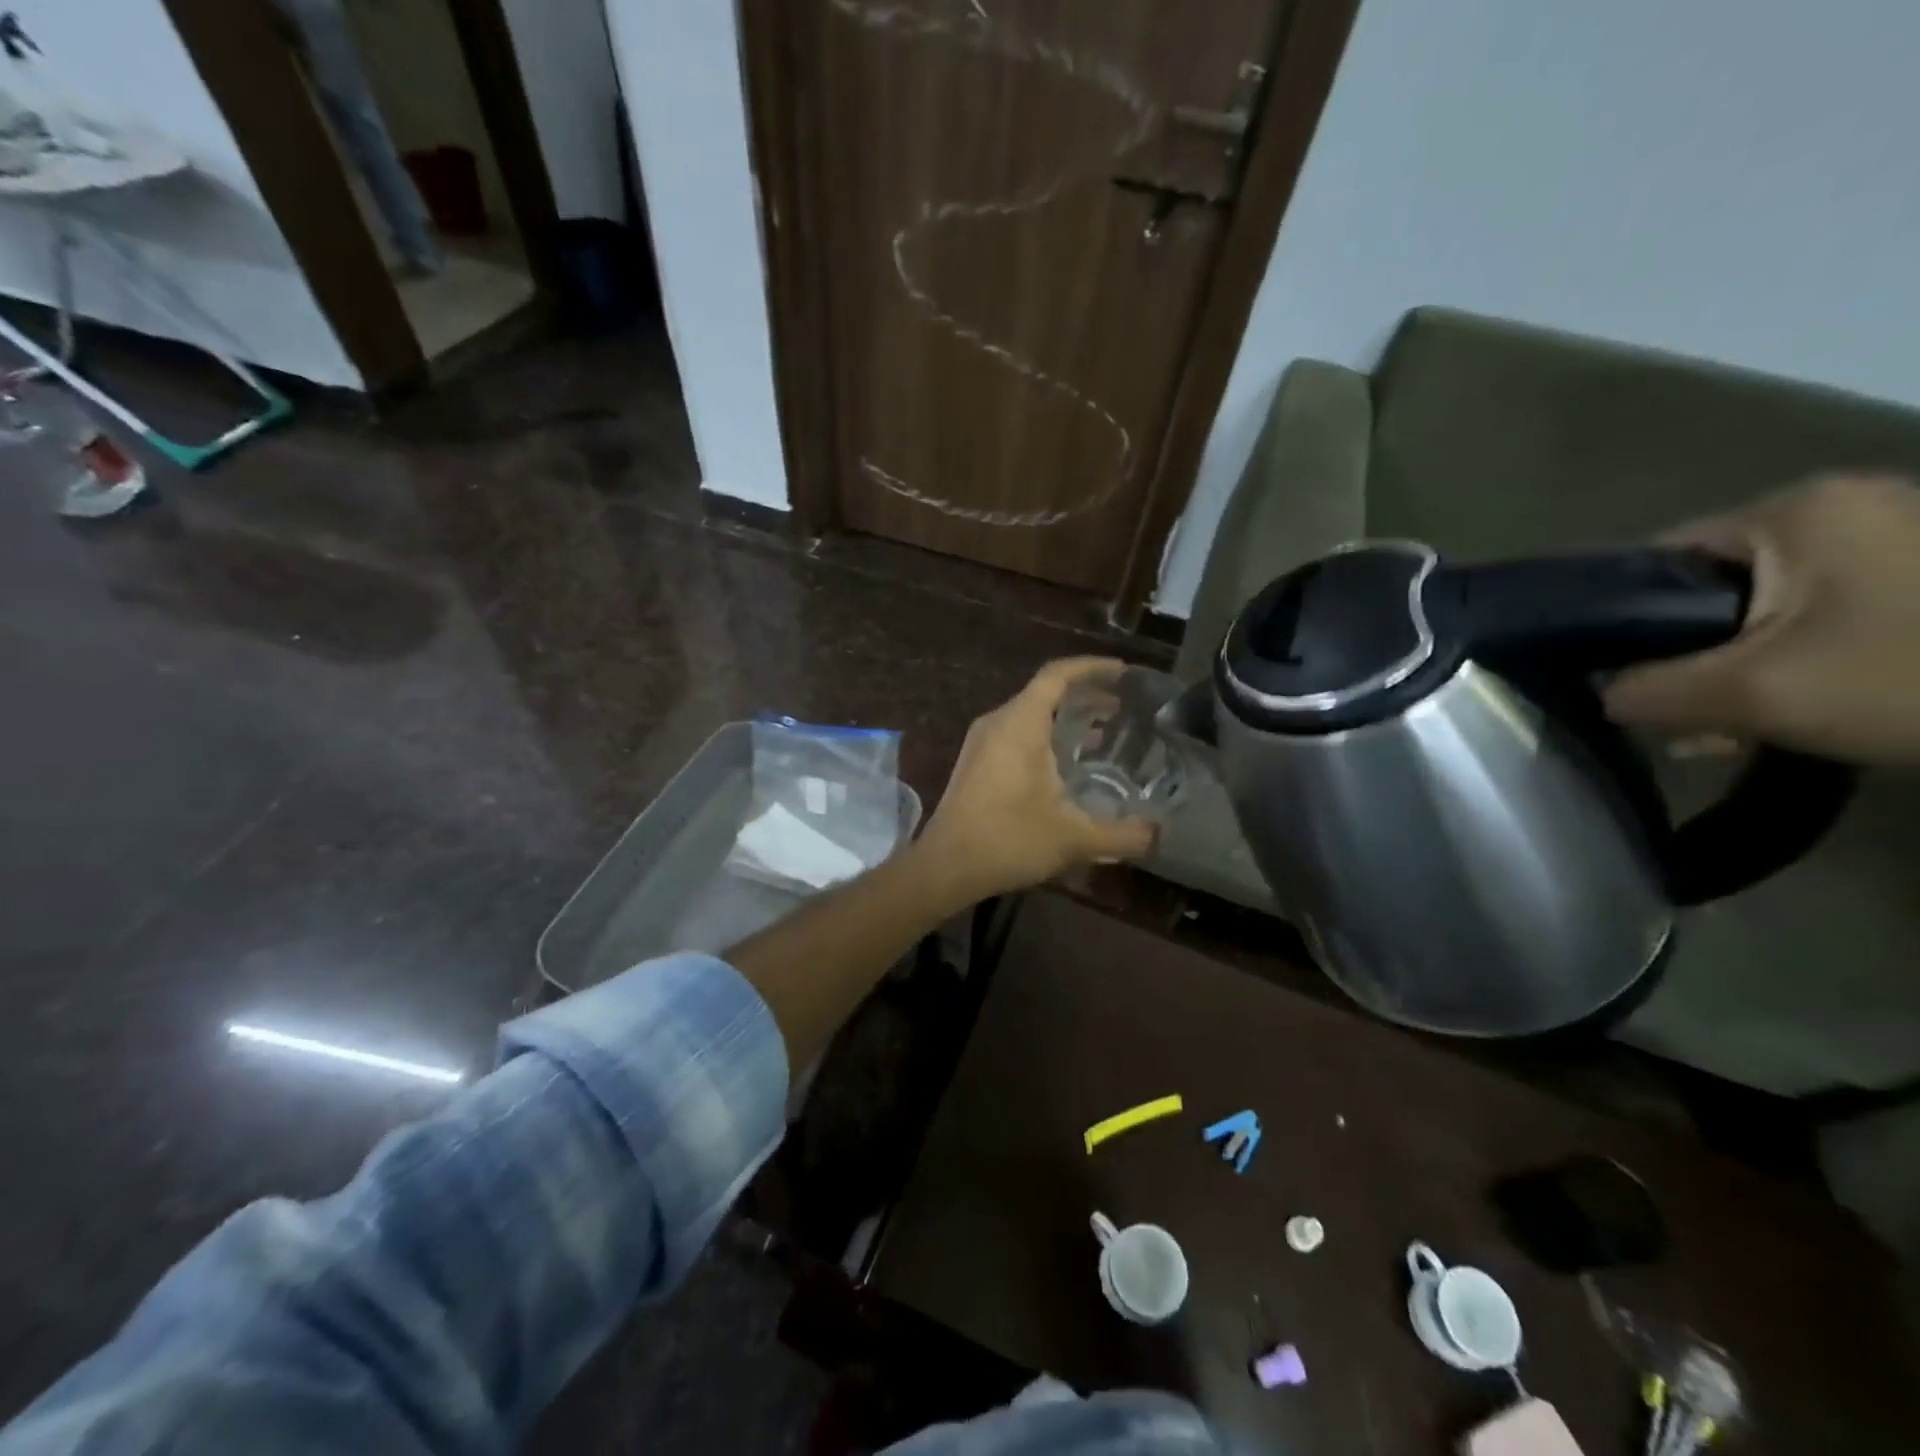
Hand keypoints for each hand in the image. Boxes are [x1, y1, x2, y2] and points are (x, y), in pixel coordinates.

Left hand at [917, 657, 1158, 901]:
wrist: (946, 866)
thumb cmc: (1008, 840)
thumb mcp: (1074, 838)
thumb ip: (1122, 835)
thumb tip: (1159, 835)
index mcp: (1020, 723)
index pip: (1057, 675)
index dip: (1092, 668)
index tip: (1123, 672)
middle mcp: (998, 722)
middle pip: (1044, 692)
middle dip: (1085, 696)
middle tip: (1123, 710)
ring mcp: (982, 742)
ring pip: (1029, 714)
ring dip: (1065, 719)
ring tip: (1103, 736)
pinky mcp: (975, 762)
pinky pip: (1016, 734)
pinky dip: (1046, 737)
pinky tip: (1066, 766)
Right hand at [1604, 475, 1919, 766]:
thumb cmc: (1911, 676)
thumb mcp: (1755, 695)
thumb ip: (1647, 692)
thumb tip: (1601, 695)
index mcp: (1794, 509)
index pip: (1656, 562)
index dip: (1623, 625)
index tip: (1621, 683)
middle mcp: (1842, 507)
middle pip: (1711, 590)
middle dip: (1686, 660)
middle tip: (1680, 721)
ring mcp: (1896, 538)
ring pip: (1766, 611)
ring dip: (1737, 671)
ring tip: (1730, 730)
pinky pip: (1824, 619)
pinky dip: (1794, 664)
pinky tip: (1790, 712)